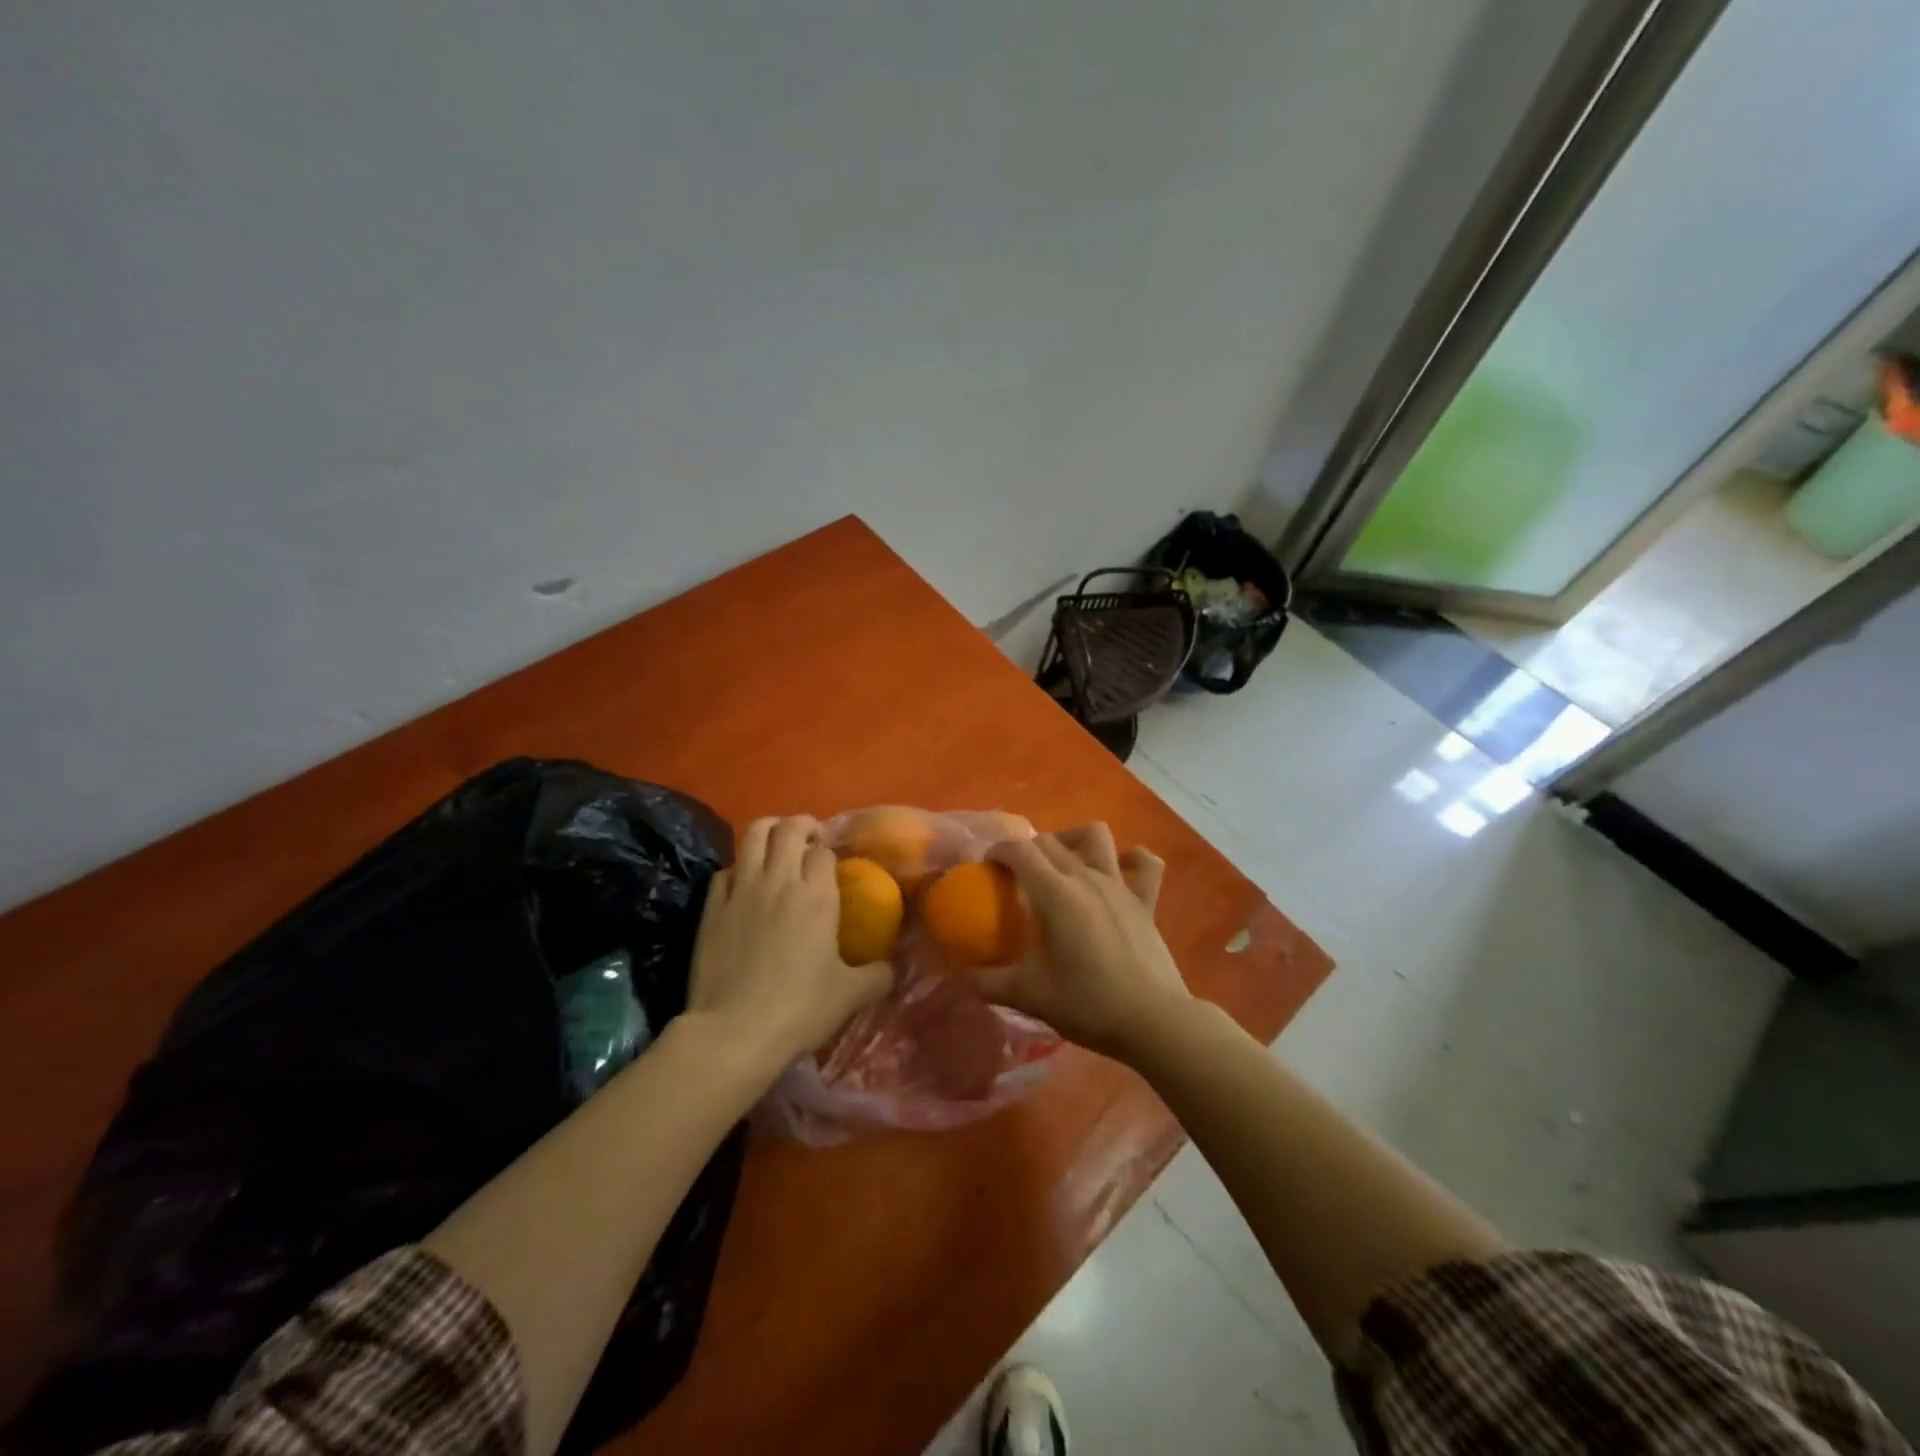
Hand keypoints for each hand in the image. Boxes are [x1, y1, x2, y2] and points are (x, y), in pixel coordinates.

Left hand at [688, 816, 893, 1075]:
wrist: (733, 1031)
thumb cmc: (799, 1009)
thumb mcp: (850, 996)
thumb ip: (877, 976)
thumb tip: (890, 969)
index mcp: (816, 896)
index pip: (824, 852)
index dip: (829, 852)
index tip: (832, 862)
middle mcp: (779, 881)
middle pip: (789, 829)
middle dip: (802, 825)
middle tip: (809, 838)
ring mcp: (741, 890)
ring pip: (753, 835)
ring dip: (769, 829)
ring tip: (777, 841)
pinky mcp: (711, 907)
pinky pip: (725, 870)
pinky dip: (738, 868)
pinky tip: (743, 883)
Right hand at [978, 825, 1191, 1061]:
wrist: (1153, 1021)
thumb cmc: (1088, 1003)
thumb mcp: (1029, 996)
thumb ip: (989, 983)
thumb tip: (963, 977)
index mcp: (1055, 893)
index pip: (1019, 851)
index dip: (998, 850)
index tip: (987, 866)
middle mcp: (1086, 877)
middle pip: (1049, 841)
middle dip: (1027, 849)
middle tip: (1015, 875)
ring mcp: (1120, 886)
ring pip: (1096, 836)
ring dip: (1074, 839)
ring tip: (1063, 862)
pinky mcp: (1145, 901)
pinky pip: (1144, 865)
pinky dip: (1131, 860)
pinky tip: (1119, 871)